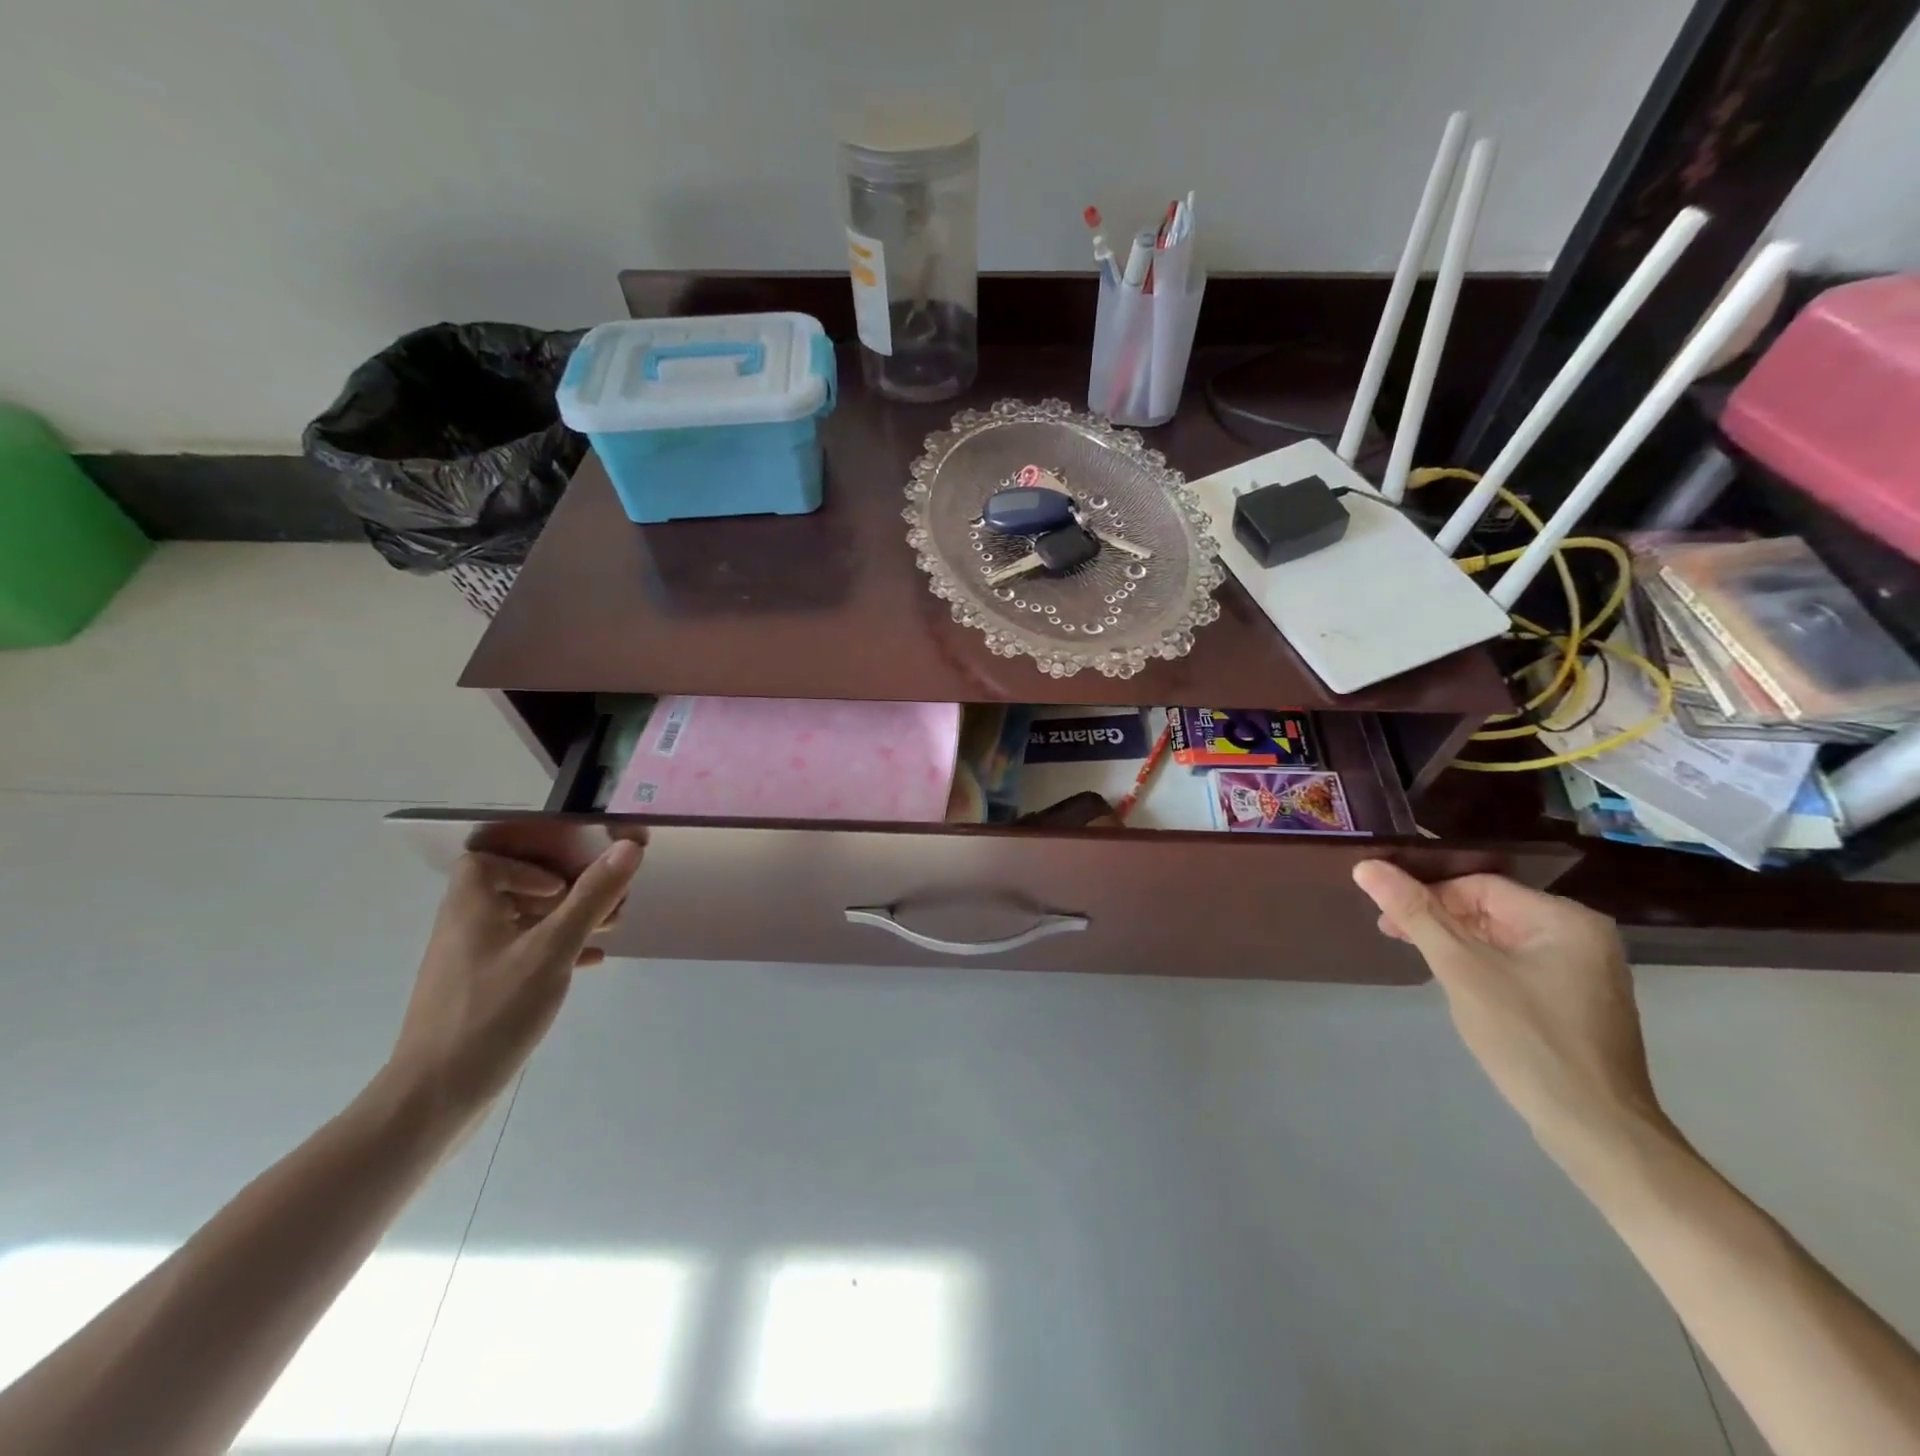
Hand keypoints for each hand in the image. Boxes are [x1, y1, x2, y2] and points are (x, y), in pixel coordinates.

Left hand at [382, 840, 643, 1123]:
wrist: (435, 1099)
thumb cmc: (492, 1013)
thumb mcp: (552, 950)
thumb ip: (591, 898)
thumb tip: (628, 847)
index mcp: (469, 911)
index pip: (486, 862)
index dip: (528, 865)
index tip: (564, 885)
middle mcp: (463, 931)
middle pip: (511, 892)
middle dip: (563, 893)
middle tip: (605, 904)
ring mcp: (468, 967)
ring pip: (520, 926)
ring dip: (564, 921)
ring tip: (608, 929)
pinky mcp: (477, 997)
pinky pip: (520, 957)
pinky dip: (554, 952)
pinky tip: (588, 963)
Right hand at [1351, 862, 1668, 1166]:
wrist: (1594, 1129)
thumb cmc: (1527, 1039)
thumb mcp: (1461, 969)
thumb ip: (1415, 913)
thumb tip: (1367, 866)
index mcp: (1565, 919)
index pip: (1479, 886)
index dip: (1428, 895)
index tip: (1387, 918)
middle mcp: (1582, 934)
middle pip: (1491, 908)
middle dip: (1438, 919)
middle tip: (1393, 935)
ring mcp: (1584, 968)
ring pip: (1501, 936)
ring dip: (1455, 942)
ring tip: (1418, 958)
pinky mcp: (1577, 998)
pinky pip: (1517, 962)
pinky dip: (1480, 964)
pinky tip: (1456, 981)